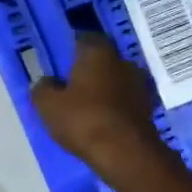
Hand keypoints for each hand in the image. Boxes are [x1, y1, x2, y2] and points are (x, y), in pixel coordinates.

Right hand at [30, 33, 171, 180]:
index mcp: (97, 52)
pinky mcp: (149, 107)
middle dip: (89, 69)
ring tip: (88, 105)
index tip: (62, 61)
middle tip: (72, 84)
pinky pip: (126, 100)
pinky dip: (116, 106)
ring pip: (116, 80)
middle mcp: (122, 61)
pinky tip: (104, 119)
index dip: (72, 48)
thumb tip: (45, 82)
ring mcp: (140, 83)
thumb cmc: (83, 120)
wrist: (125, 152)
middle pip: (103, 59)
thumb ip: (43, 88)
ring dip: (105, 88)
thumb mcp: (48, 105)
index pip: (84, 38)